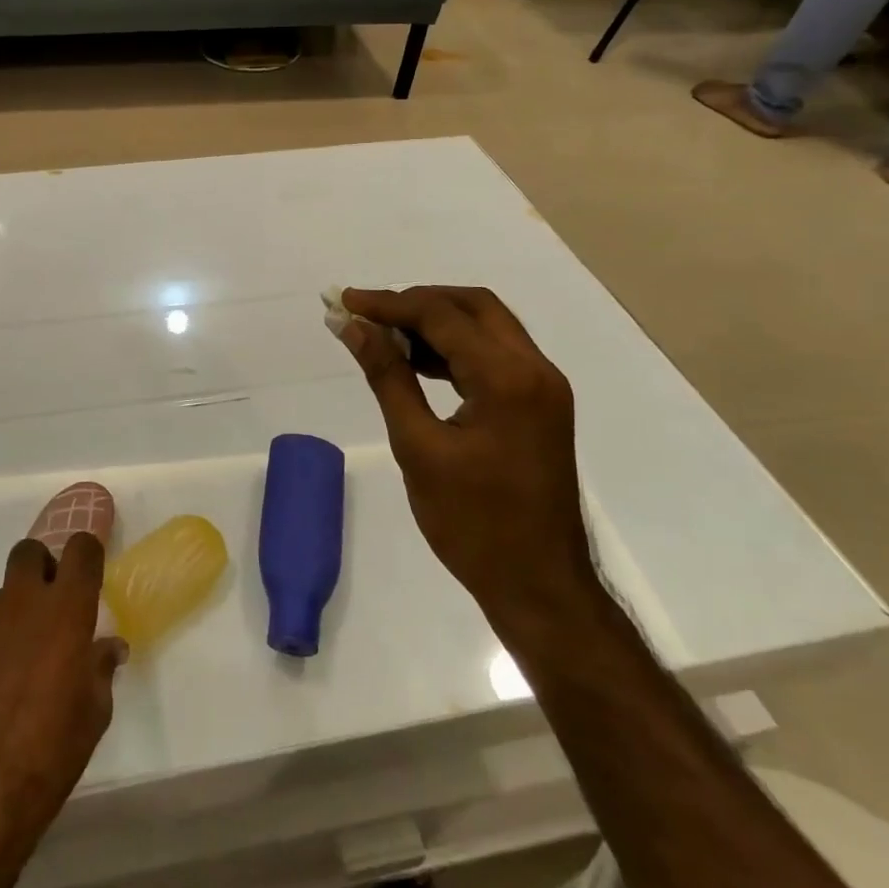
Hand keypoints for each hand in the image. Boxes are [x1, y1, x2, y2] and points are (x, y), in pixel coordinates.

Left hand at [0, 534, 126, 867]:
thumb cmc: (46, 757)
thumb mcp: (93, 716)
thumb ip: (99, 668)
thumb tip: (107, 648)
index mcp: (64, 611)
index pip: (81, 549)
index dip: (86, 556)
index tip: (86, 576)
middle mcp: (18, 602)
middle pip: (28, 553)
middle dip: (39, 570)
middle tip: (43, 612)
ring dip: (5, 623)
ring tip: (3, 674)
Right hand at [337, 287, 592, 620]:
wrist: (540, 587)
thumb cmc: (474, 524)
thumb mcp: (419, 448)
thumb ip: (387, 377)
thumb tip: (352, 327)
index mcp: (508, 378)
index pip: (442, 316)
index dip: (389, 303)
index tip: (345, 301)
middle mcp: (535, 369)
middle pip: (473, 306)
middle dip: (417, 302)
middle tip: (369, 313)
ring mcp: (543, 387)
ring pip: (487, 327)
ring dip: (437, 322)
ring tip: (385, 336)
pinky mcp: (540, 405)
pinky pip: (495, 356)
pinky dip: (456, 348)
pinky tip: (418, 363)